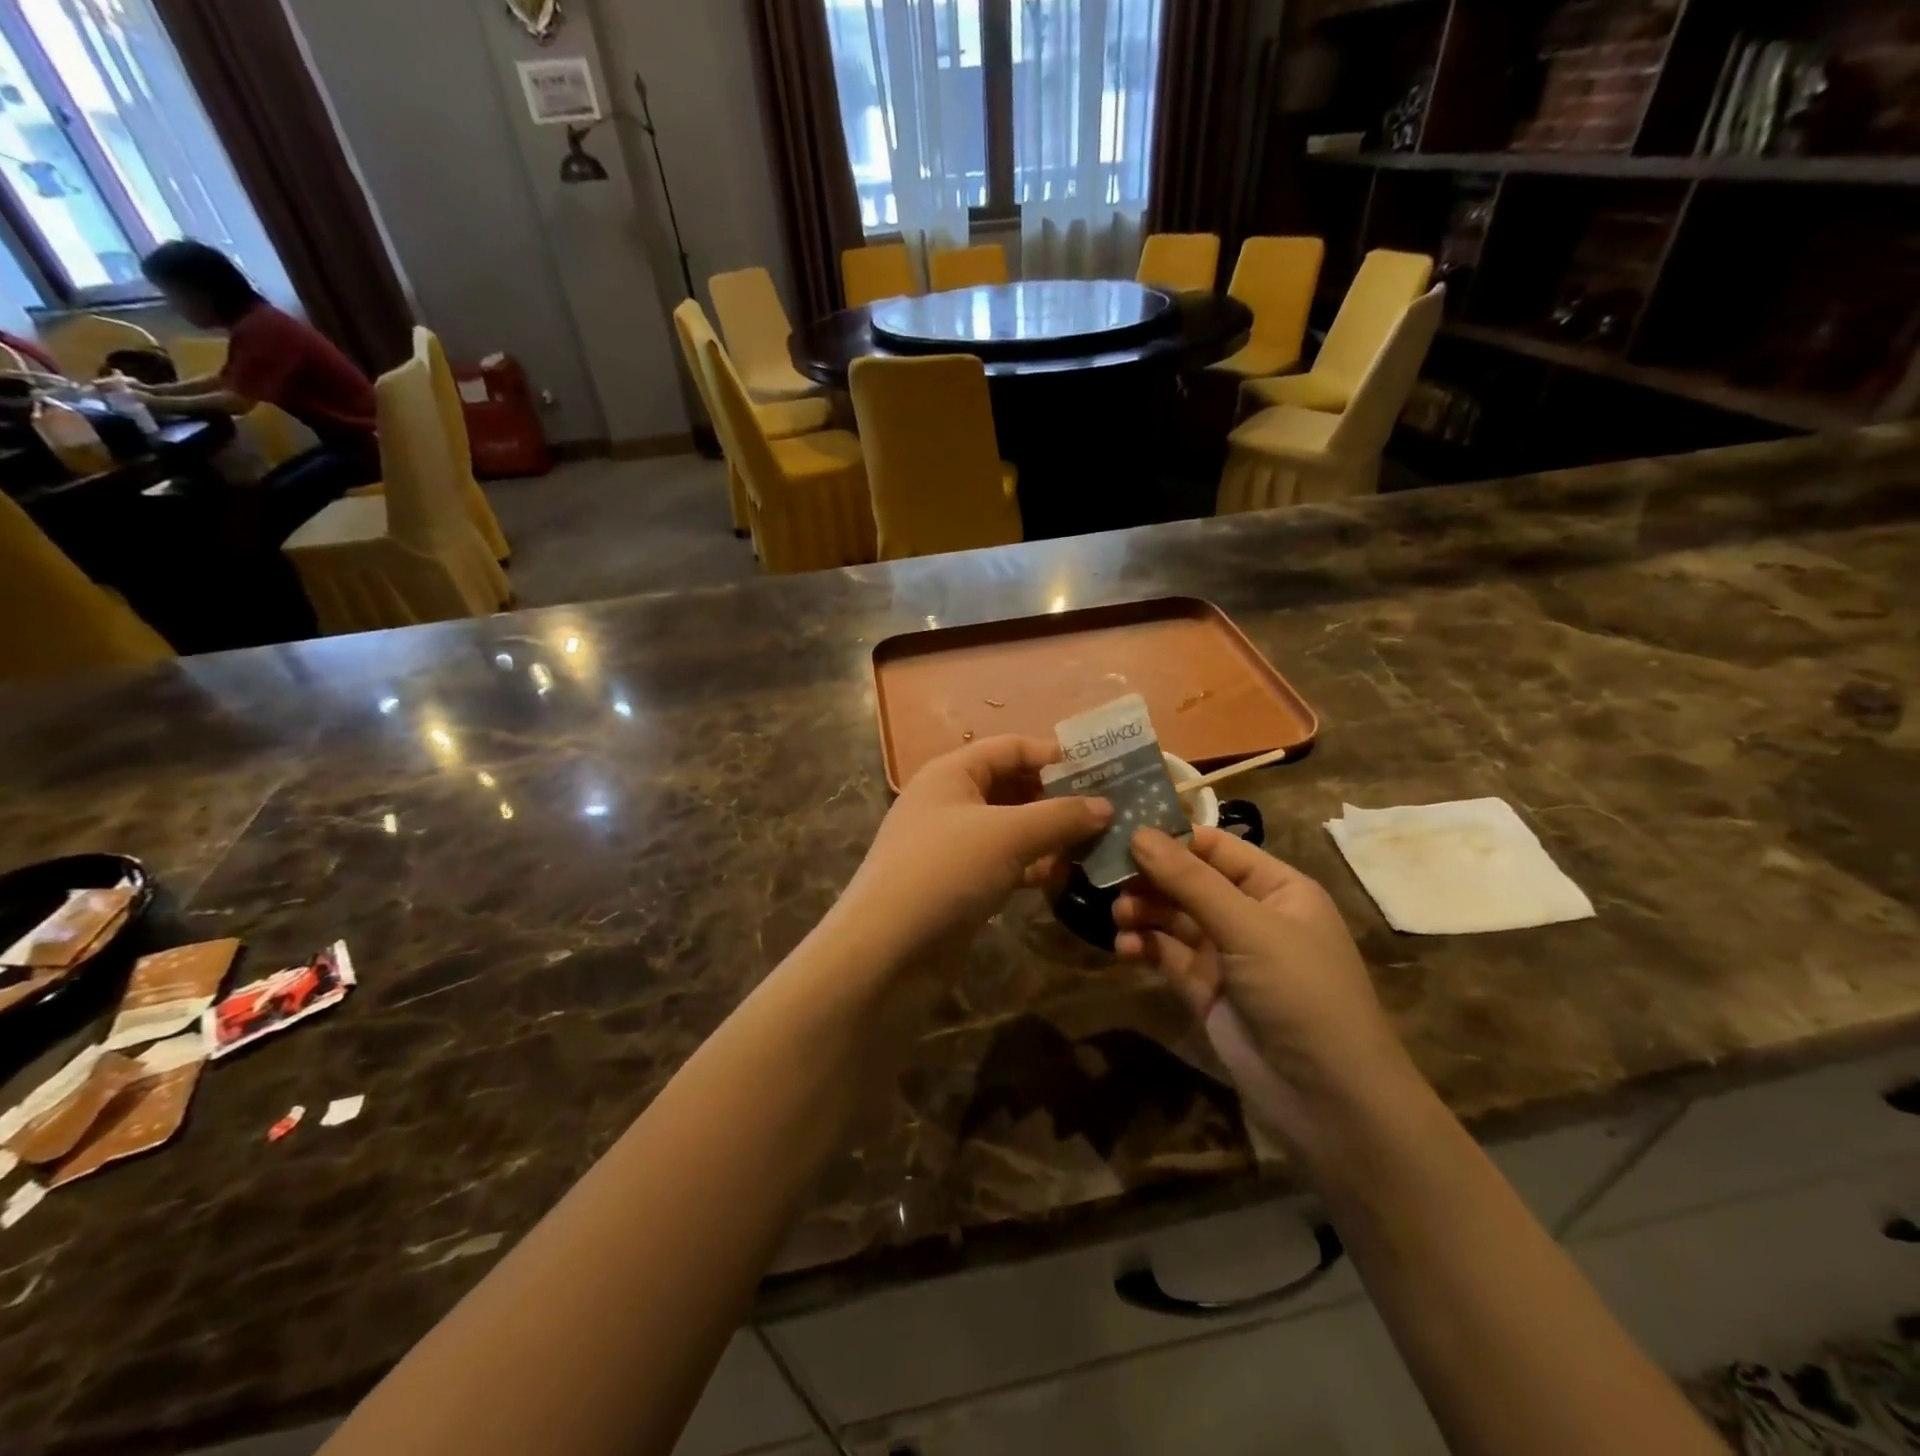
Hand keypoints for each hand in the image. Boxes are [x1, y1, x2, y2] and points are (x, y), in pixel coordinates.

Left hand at [834, 736, 1110, 968]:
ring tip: (1098, 843)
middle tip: (1109, 809)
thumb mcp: (1008, 835)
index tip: (1102, 770)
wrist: (887, 950)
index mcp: (952, 773)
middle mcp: (950, 802)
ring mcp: (953, 845)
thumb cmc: (945, 871)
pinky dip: (1033, 865)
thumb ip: (1060, 816)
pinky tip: (1065, 876)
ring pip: (1012, 828)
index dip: (1054, 755)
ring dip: (1050, 834)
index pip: (1010, 747)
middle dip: (1057, 797)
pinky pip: (1004, 863)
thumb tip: (1105, 806)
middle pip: (1012, 787)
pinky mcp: (959, 884)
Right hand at [1114, 828, 1418, 1159]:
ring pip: (1172, 916)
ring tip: (1119, 916)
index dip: (1170, 838)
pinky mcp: (1203, 988)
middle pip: (1188, 880)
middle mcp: (1249, 914)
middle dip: (1150, 878)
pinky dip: (1143, 946)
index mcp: (1275, 887)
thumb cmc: (1300, 992)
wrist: (1328, 1100)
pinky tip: (1125, 947)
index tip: (1120, 830)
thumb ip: (1190, 880)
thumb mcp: (1248, 928)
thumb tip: (1138, 833)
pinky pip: (1166, 954)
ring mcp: (1225, 953)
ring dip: (1143, 911)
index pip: (1214, 847)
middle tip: (1107, 876)